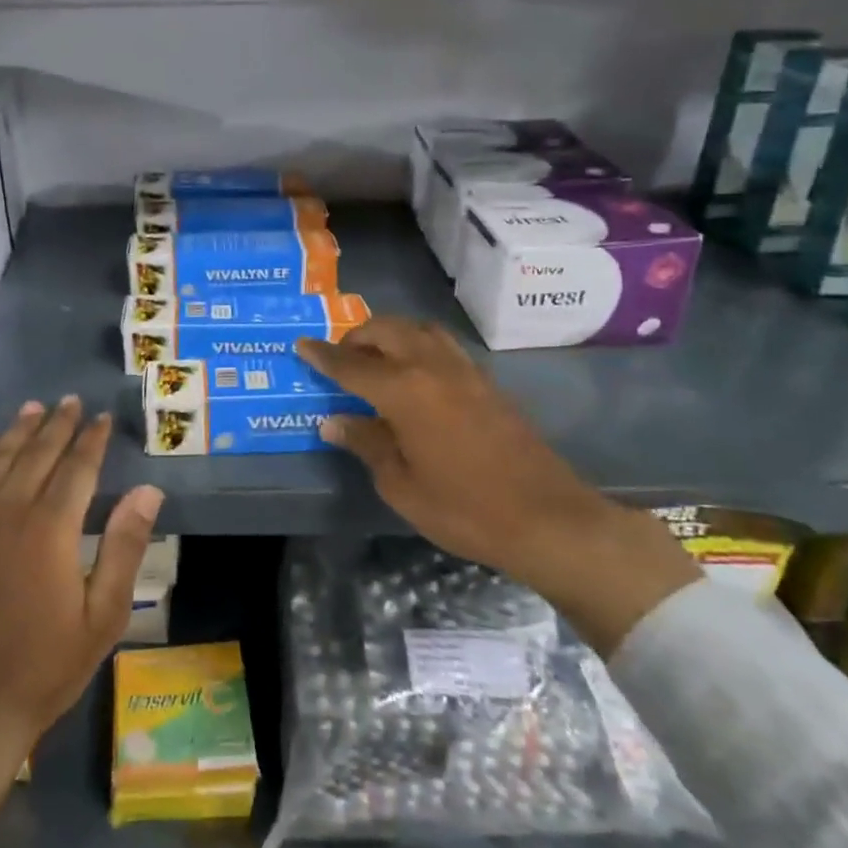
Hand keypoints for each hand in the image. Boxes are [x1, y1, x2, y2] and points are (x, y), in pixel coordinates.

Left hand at [0, 397, 163, 845]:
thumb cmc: (44, 665)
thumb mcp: (103, 615)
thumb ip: (125, 547)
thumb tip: (148, 491)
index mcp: (51, 529)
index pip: (78, 467)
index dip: (93, 439)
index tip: (104, 418)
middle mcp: (8, 511)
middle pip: (37, 454)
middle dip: (58, 425)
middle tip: (72, 402)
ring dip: (17, 430)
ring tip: (33, 408)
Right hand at [297, 319, 698, 652]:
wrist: (546, 517)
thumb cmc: (464, 508)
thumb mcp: (401, 485)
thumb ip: (367, 443)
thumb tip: (334, 420)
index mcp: (404, 391)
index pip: (351, 365)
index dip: (323, 356)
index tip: (301, 345)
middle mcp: (432, 368)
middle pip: (387, 331)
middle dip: (357, 337)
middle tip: (340, 357)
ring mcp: (464, 371)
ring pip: (419, 330)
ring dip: (391, 333)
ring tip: (376, 357)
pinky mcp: (487, 382)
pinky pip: (442, 345)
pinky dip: (418, 345)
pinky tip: (415, 373)